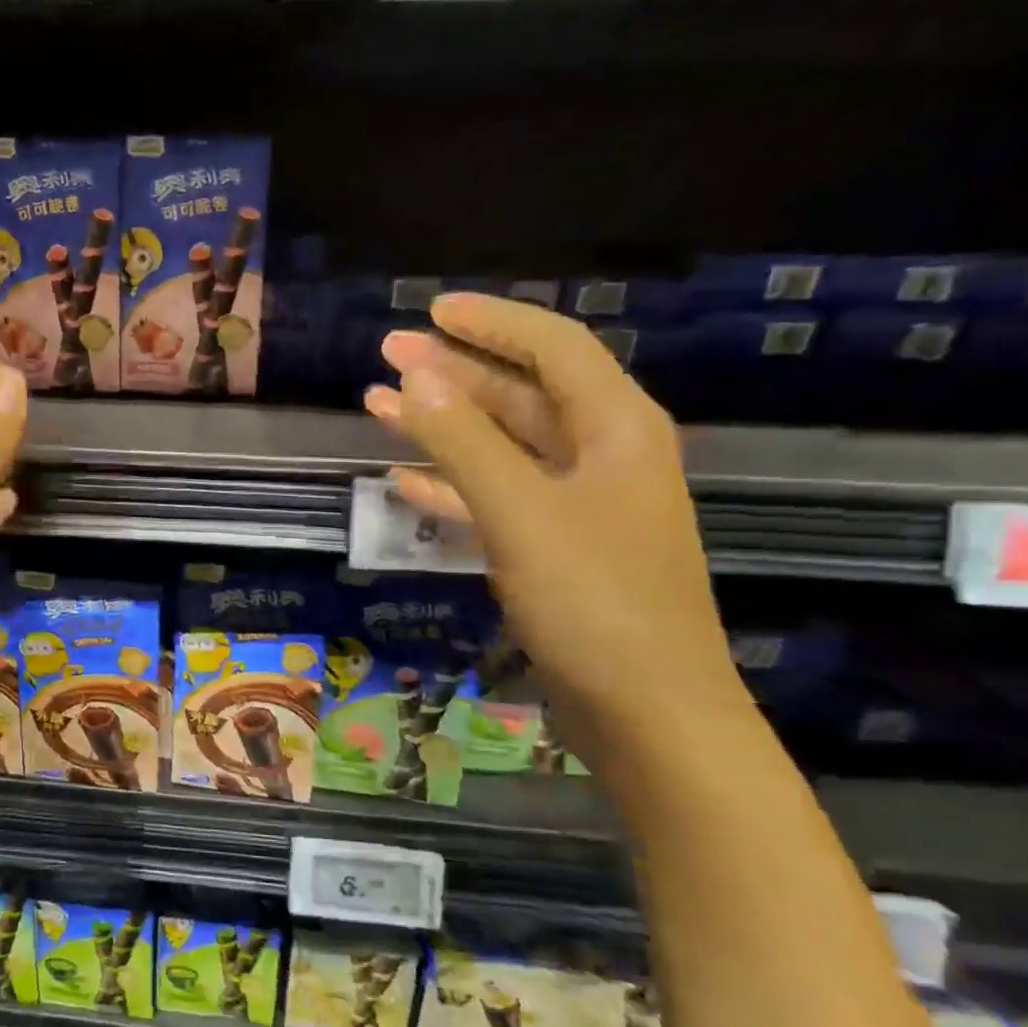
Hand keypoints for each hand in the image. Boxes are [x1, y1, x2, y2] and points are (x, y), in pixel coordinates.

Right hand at [366, 295, 746, 740]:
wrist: (649, 714)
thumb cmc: (595, 601)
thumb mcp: (521, 511)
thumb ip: (464, 442)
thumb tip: (414, 376)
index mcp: (616, 428)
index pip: (553, 347)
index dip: (492, 322)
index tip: (430, 312)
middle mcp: (602, 455)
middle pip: (521, 393)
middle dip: (453, 372)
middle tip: (386, 355)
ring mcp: (579, 506)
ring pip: (502, 447)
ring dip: (443, 427)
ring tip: (378, 407)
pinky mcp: (557, 550)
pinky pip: (497, 498)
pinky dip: (453, 485)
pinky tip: (406, 481)